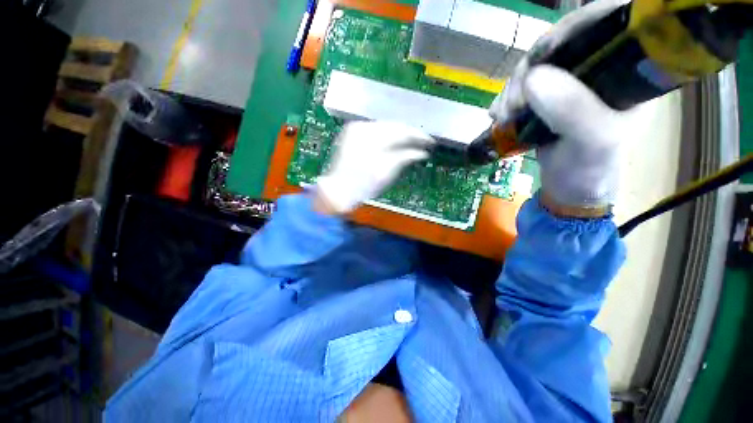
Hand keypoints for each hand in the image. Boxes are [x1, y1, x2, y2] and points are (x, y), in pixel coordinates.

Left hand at [315, 121, 434, 213]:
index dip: (418, 136)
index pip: (401, 130)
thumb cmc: (363, 185)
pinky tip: (394, 142)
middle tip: (422, 141)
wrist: (338, 190)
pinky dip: (386, 135)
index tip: (430, 142)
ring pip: (384, 126)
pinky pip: (375, 130)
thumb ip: (405, 158)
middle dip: (409, 133)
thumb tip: (422, 153)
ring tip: (411, 142)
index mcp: (372, 136)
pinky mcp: (351, 133)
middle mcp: (363, 127)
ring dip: (398, 134)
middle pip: (393, 125)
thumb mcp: (387, 173)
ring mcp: (355, 129)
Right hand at [489, 0, 629, 215]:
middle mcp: (600, 67)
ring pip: (537, 64)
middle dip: (531, 67)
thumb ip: (572, 109)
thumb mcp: (592, 140)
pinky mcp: (548, 95)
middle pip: (562, 42)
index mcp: (627, 69)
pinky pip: (523, 85)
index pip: (607, 22)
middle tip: (513, 102)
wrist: (569, 185)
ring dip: (513, 87)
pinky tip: (498, 114)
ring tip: (502, 115)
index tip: (542, 55)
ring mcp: (570, 81)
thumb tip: (532, 78)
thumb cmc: (590, 166)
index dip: (574, 27)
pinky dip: (507, 97)